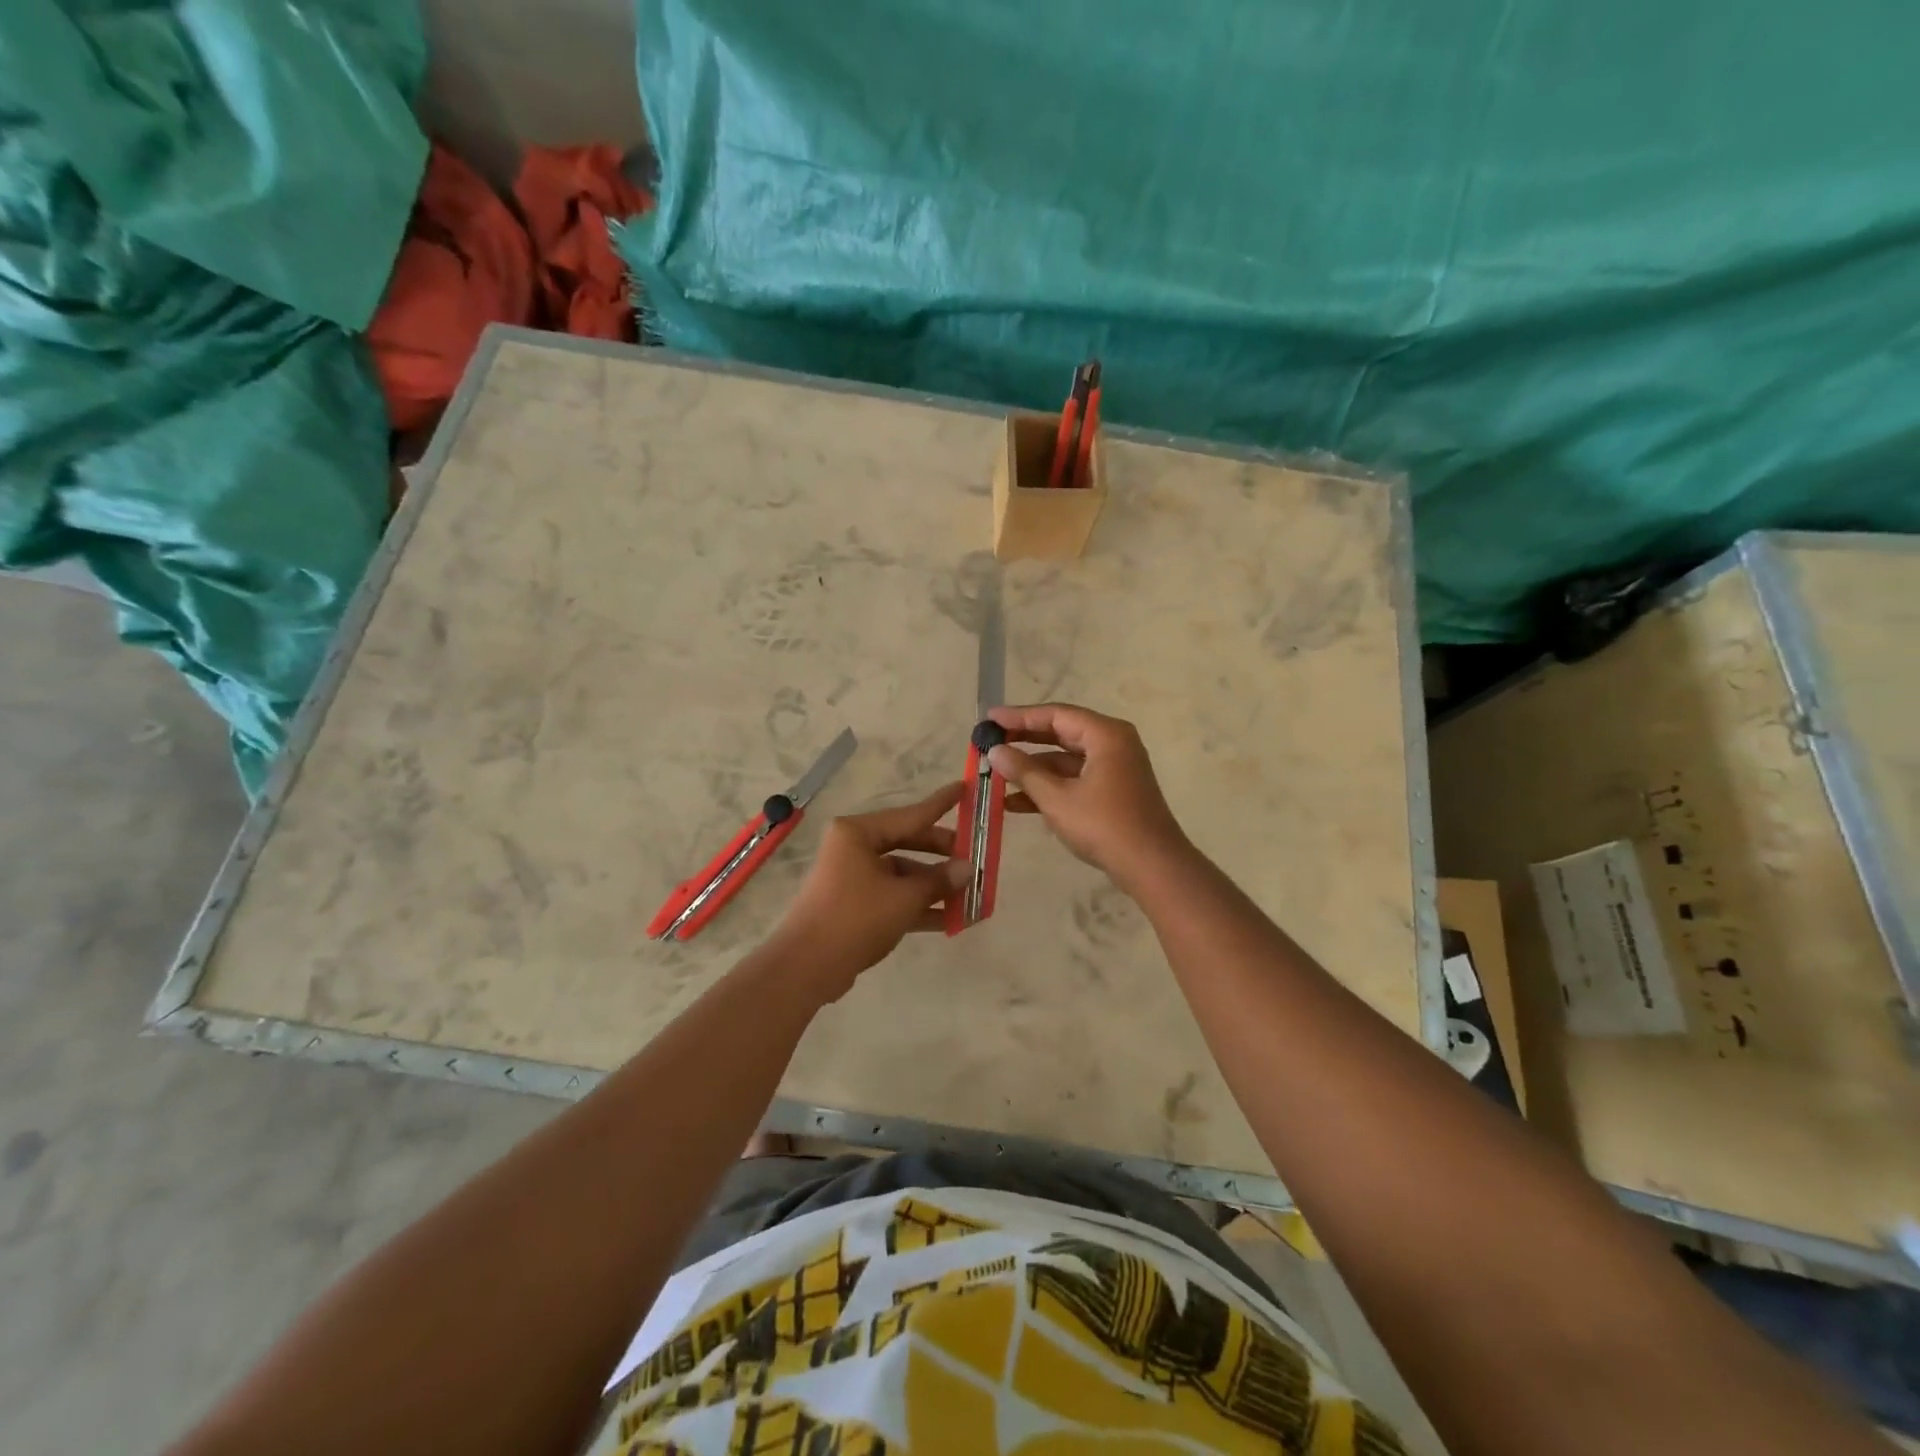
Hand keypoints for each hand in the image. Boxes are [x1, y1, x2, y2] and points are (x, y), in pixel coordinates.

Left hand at [766, 782, 968, 1000]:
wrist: (806, 967)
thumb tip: (967, 869)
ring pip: (902, 874)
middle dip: (942, 854)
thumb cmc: (856, 918)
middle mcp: (853, 848)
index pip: (911, 814)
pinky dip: (918, 906)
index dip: (941, 804)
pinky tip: (951, 919)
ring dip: (934, 886)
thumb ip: (939, 880)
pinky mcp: (854, 906)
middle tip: (975, 857)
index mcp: (858, 833)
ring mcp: (853, 878)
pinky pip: (893, 897)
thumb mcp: (904, 897)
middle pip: (908, 843)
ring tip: (971, 895)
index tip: (966, 788)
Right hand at [987, 703, 1190, 889]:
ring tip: (997, 773)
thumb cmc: (1104, 825)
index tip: (989, 719)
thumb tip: (995, 751)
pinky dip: (1049, 786)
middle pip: (1061, 732)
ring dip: (1033, 768)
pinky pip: (1075, 778)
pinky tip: (1016, 802)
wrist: (1152, 866)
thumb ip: (1024, 771)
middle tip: (990, 740)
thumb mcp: (1057, 798)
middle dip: (1024, 740)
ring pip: (1065, 759)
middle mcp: (1112, 743)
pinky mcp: (1113, 790)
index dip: (1019, 716)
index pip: (1055, 714)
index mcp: (1105, 735)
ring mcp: (1114, 768)